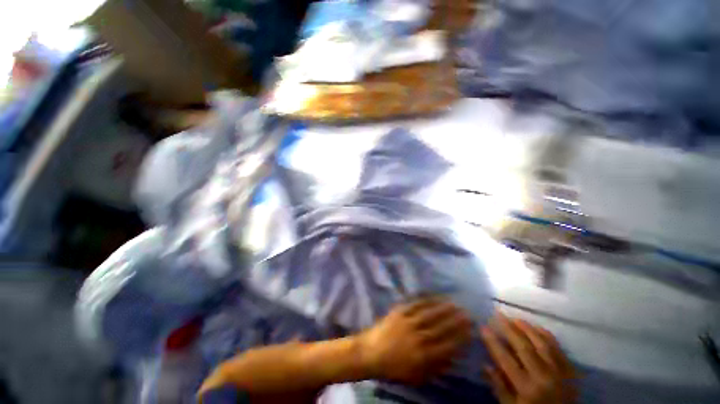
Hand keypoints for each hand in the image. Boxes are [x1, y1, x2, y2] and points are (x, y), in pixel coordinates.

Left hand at [357, 297, 472, 384]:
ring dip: (443, 308)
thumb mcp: (416, 376)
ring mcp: (408, 322)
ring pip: (430, 314)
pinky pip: (415, 304)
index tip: (470, 330)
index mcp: (423, 356)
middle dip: (456, 321)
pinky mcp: (400, 312)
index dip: (460, 337)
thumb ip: (436, 368)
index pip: (447, 345)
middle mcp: (418, 337)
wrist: (371, 353)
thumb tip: (453, 358)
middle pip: (441, 327)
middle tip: (467, 314)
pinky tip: (434, 297)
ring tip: (454, 304)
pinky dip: (426, 300)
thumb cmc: (393, 367)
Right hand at [480, 313, 576, 403]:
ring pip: (542, 343)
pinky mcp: (571, 370)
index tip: (483, 326)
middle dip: (509, 328)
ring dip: (527, 328)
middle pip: (524, 347)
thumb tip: (485, 365)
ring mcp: (560, 372)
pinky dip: (546, 335)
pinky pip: (558, 348)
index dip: (493, 341)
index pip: (506, 359)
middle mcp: (544, 377)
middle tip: (498, 314)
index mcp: (527, 388)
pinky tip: (536, 327)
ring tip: (515, 318)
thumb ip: (499, 387)